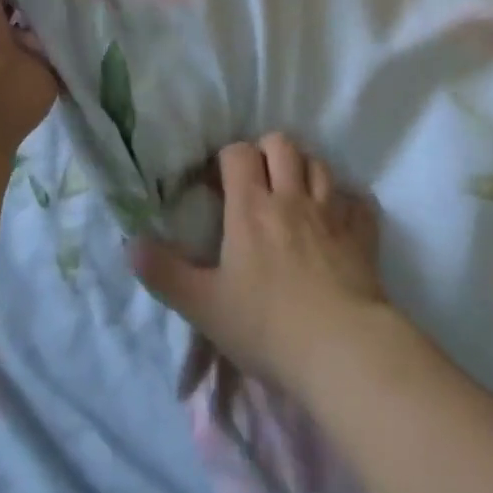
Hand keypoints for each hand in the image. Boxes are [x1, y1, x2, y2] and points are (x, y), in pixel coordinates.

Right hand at [131, 133, 388, 398]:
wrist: (342, 348)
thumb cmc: (267, 326)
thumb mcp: (204, 305)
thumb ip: (165, 273)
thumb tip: (130, 244)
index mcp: (251, 208)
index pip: (238, 154)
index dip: (227, 158)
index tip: (219, 180)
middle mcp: (292, 198)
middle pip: (282, 144)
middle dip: (267, 151)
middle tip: (258, 179)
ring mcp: (331, 213)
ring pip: (320, 165)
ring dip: (306, 169)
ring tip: (295, 192)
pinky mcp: (362, 234)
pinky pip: (359, 201)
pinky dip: (348, 202)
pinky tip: (340, 217)